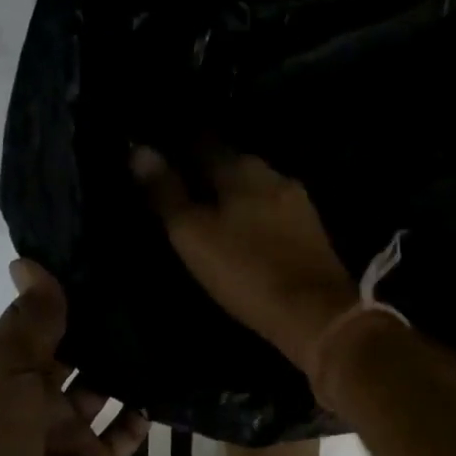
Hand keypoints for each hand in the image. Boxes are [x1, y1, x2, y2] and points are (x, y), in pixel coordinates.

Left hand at [0, 260, 148, 455]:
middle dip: (101, 326)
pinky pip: (125, 431)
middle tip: (147, 285)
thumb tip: (29, 262)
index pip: (35, 324)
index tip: (100, 256)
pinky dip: (143, 411)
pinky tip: (171, 381)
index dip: (61, 294)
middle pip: (73, 353)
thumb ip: (30, 323)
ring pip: (103, 388)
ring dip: (127, 365)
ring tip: (166, 324)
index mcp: (3, 375)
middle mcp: (35, 400)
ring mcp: (67, 434)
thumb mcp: (3, 374)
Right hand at [132, 146, 357, 372]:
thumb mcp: (193, 234)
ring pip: (255, 187)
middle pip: (233, 163)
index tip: (162, 159)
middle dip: (208, 171)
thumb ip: (167, 192)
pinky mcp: (311, 229)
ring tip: (210, 212)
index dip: (180, 148)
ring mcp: (297, 201)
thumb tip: (140, 150)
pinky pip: (272, 209)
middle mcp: (273, 174)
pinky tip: (244, 230)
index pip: (204, 143)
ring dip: (233, 194)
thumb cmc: (246, 270)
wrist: (316, 313)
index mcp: (242, 168)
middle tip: (183, 188)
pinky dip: (254, 213)